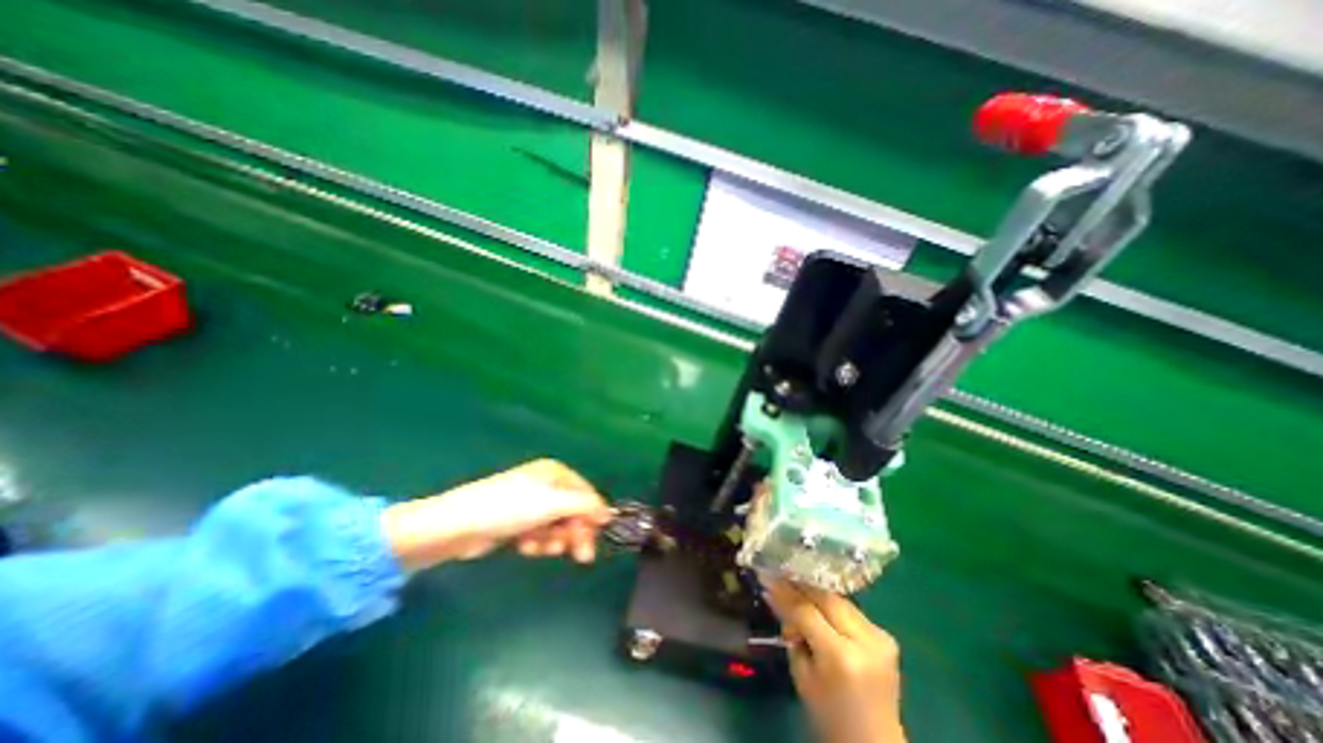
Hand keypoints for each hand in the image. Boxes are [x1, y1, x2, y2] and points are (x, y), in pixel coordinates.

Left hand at [381, 457, 611, 567]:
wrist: (457, 526)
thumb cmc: (509, 508)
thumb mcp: (553, 503)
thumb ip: (585, 506)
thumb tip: (609, 513)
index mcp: (556, 472)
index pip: (586, 494)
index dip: (593, 517)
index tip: (595, 540)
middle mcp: (546, 485)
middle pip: (573, 511)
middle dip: (574, 533)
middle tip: (580, 556)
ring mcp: (530, 503)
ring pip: (557, 525)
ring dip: (554, 540)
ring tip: (539, 547)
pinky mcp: (517, 521)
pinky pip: (540, 533)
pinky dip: (537, 542)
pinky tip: (525, 547)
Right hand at [765, 580, 909, 741]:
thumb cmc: (829, 717)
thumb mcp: (802, 676)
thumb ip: (791, 634)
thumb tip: (775, 596)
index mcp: (841, 657)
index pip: (806, 612)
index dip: (784, 593)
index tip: (765, 579)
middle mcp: (865, 641)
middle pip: (825, 598)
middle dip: (799, 586)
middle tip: (777, 577)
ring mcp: (880, 637)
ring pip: (838, 599)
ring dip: (814, 593)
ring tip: (793, 588)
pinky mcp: (885, 636)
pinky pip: (850, 610)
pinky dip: (830, 605)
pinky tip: (815, 604)